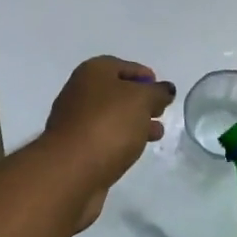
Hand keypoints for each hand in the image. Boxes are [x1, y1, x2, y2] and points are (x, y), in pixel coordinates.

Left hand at [43, 56, 174, 228]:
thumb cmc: (109, 125)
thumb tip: (165, 90)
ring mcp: (74, 121)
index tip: (162, 92)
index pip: (124, 66)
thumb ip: (157, 92)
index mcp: (92, 72)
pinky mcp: (75, 148)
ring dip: (134, 123)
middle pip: (116, 91)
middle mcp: (79, 91)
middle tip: (160, 113)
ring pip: (111, 116)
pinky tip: (134, 150)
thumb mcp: (142, 100)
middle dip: (141, 102)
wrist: (71, 171)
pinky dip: (120, 140)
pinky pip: (103, 137)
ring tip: (156, 134)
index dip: (145, 76)